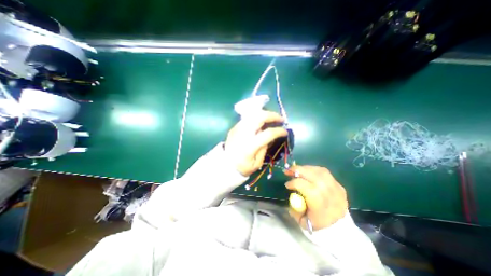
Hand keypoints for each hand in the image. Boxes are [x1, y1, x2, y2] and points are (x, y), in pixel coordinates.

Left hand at [225, 110, 287, 175]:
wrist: (225, 165)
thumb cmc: (242, 167)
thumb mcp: (257, 163)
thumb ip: (264, 148)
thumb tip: (270, 137)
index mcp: (250, 146)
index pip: (268, 133)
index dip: (279, 131)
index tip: (285, 132)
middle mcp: (244, 134)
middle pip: (259, 117)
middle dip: (272, 115)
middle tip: (280, 119)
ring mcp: (237, 128)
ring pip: (252, 114)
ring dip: (264, 114)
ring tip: (271, 118)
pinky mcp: (234, 127)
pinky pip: (247, 118)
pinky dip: (256, 117)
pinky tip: (260, 122)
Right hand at [284, 167, 348, 229]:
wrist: (341, 230)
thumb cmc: (319, 225)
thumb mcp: (302, 220)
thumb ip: (294, 206)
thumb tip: (292, 193)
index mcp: (318, 201)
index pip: (302, 185)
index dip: (292, 183)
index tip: (287, 185)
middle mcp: (327, 190)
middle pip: (310, 174)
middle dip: (297, 170)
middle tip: (288, 171)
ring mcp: (335, 186)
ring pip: (318, 171)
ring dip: (305, 169)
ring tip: (297, 171)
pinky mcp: (339, 185)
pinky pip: (324, 172)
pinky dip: (314, 170)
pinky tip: (308, 172)